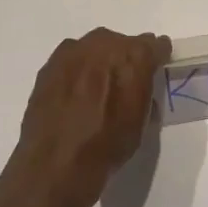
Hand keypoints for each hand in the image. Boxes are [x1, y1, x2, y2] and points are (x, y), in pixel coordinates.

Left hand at [1, 28, 170, 206]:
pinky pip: (71, 59)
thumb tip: (141, 85)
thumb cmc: (108, 146)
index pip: (155, 45)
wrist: (57, 163)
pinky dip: (77, 70)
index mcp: (134, 57)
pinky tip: (75, 91)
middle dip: (126, 57)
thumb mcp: (141, 121)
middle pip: (122, 42)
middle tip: (125, 80)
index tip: (157, 66)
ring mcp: (73, 52)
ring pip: (95, 47)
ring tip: (97, 85)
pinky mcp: (49, 65)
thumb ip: (144, 92)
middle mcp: (104, 45)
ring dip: (100, 60)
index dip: (157, 56)